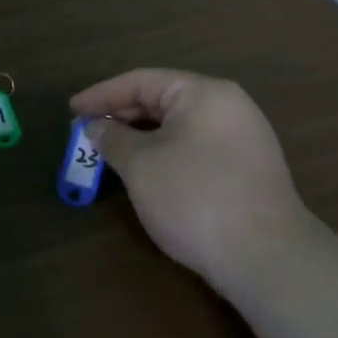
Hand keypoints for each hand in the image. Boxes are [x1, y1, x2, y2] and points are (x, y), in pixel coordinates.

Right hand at [71, 69, 315, 297]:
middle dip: (120, 116)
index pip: (141, 81)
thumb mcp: (140, 165)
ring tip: (109, 153)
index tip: (71, 110)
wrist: (266, 257)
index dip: (101, 94)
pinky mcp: (246, 169)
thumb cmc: (194, 198)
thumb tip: (97, 127)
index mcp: (203, 93)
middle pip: (162, 100)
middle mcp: (227, 106)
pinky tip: (145, 173)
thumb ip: (112, 138)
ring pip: (178, 127)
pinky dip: (163, 153)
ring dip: (140, 137)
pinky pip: (194, 147)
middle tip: (85, 134)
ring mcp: (242, 138)